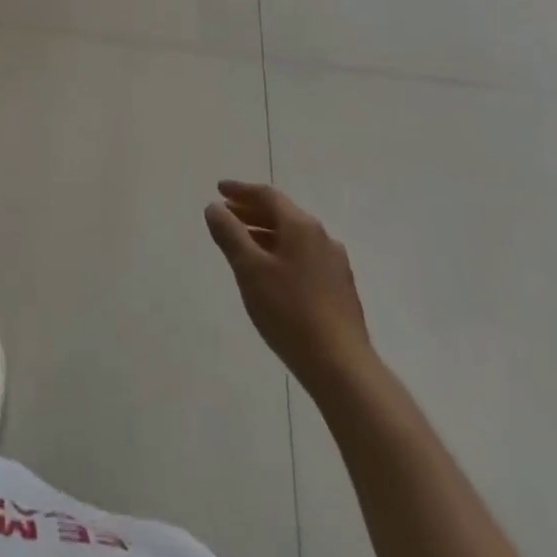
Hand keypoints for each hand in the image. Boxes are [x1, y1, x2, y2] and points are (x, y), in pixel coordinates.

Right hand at [205, 180, 371, 393]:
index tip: (218, 189)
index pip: (268, 196)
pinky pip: (303, 257)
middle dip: (251, 211)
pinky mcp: (339, 289)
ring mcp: (334, 264)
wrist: (341, 367)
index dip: (240, 190)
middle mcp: (322, 237)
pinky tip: (270, 273)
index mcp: (301, 226)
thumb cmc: (289, 311)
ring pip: (293, 237)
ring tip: (242, 244)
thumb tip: (214, 208)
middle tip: (226, 214)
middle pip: (282, 214)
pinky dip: (281, 252)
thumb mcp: (249, 269)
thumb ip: (229, 234)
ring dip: (265, 233)